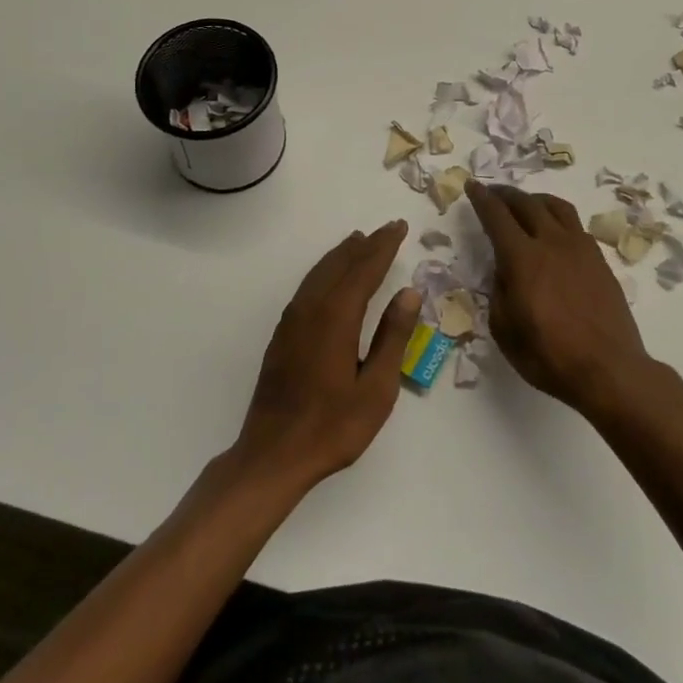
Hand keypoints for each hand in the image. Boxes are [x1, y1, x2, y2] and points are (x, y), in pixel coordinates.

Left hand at [230, 221, 419, 493]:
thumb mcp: (377, 388)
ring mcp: (292, 321)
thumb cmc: (333, 426)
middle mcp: (311, 309)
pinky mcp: (283, 335)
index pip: (364, 270)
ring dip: (342, 255)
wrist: (273, 454)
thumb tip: (409, 293)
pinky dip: (325, 271)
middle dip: (365, 245)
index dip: (383, 247)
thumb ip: (393, 337)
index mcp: (337, 318)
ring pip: (320, 273)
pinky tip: (331, 278)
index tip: (399, 228)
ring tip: (360, 242)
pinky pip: (308, 287)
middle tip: (387, 229)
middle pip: (340, 265)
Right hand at [466, 182, 657, 416]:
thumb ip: (499, 292)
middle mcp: (551, 243)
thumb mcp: (505, 330)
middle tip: (494, 192)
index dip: (481, 198)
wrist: (609, 369)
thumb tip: (503, 271)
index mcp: (522, 258)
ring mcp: (580, 248)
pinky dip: (557, 218)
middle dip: (506, 194)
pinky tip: (554, 231)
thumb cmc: (549, 356)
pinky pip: (575, 225)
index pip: (497, 217)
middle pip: (526, 204)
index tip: (472, 185)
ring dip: (535, 199)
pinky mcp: (599, 260)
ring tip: (526, 204)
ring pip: (556, 207)